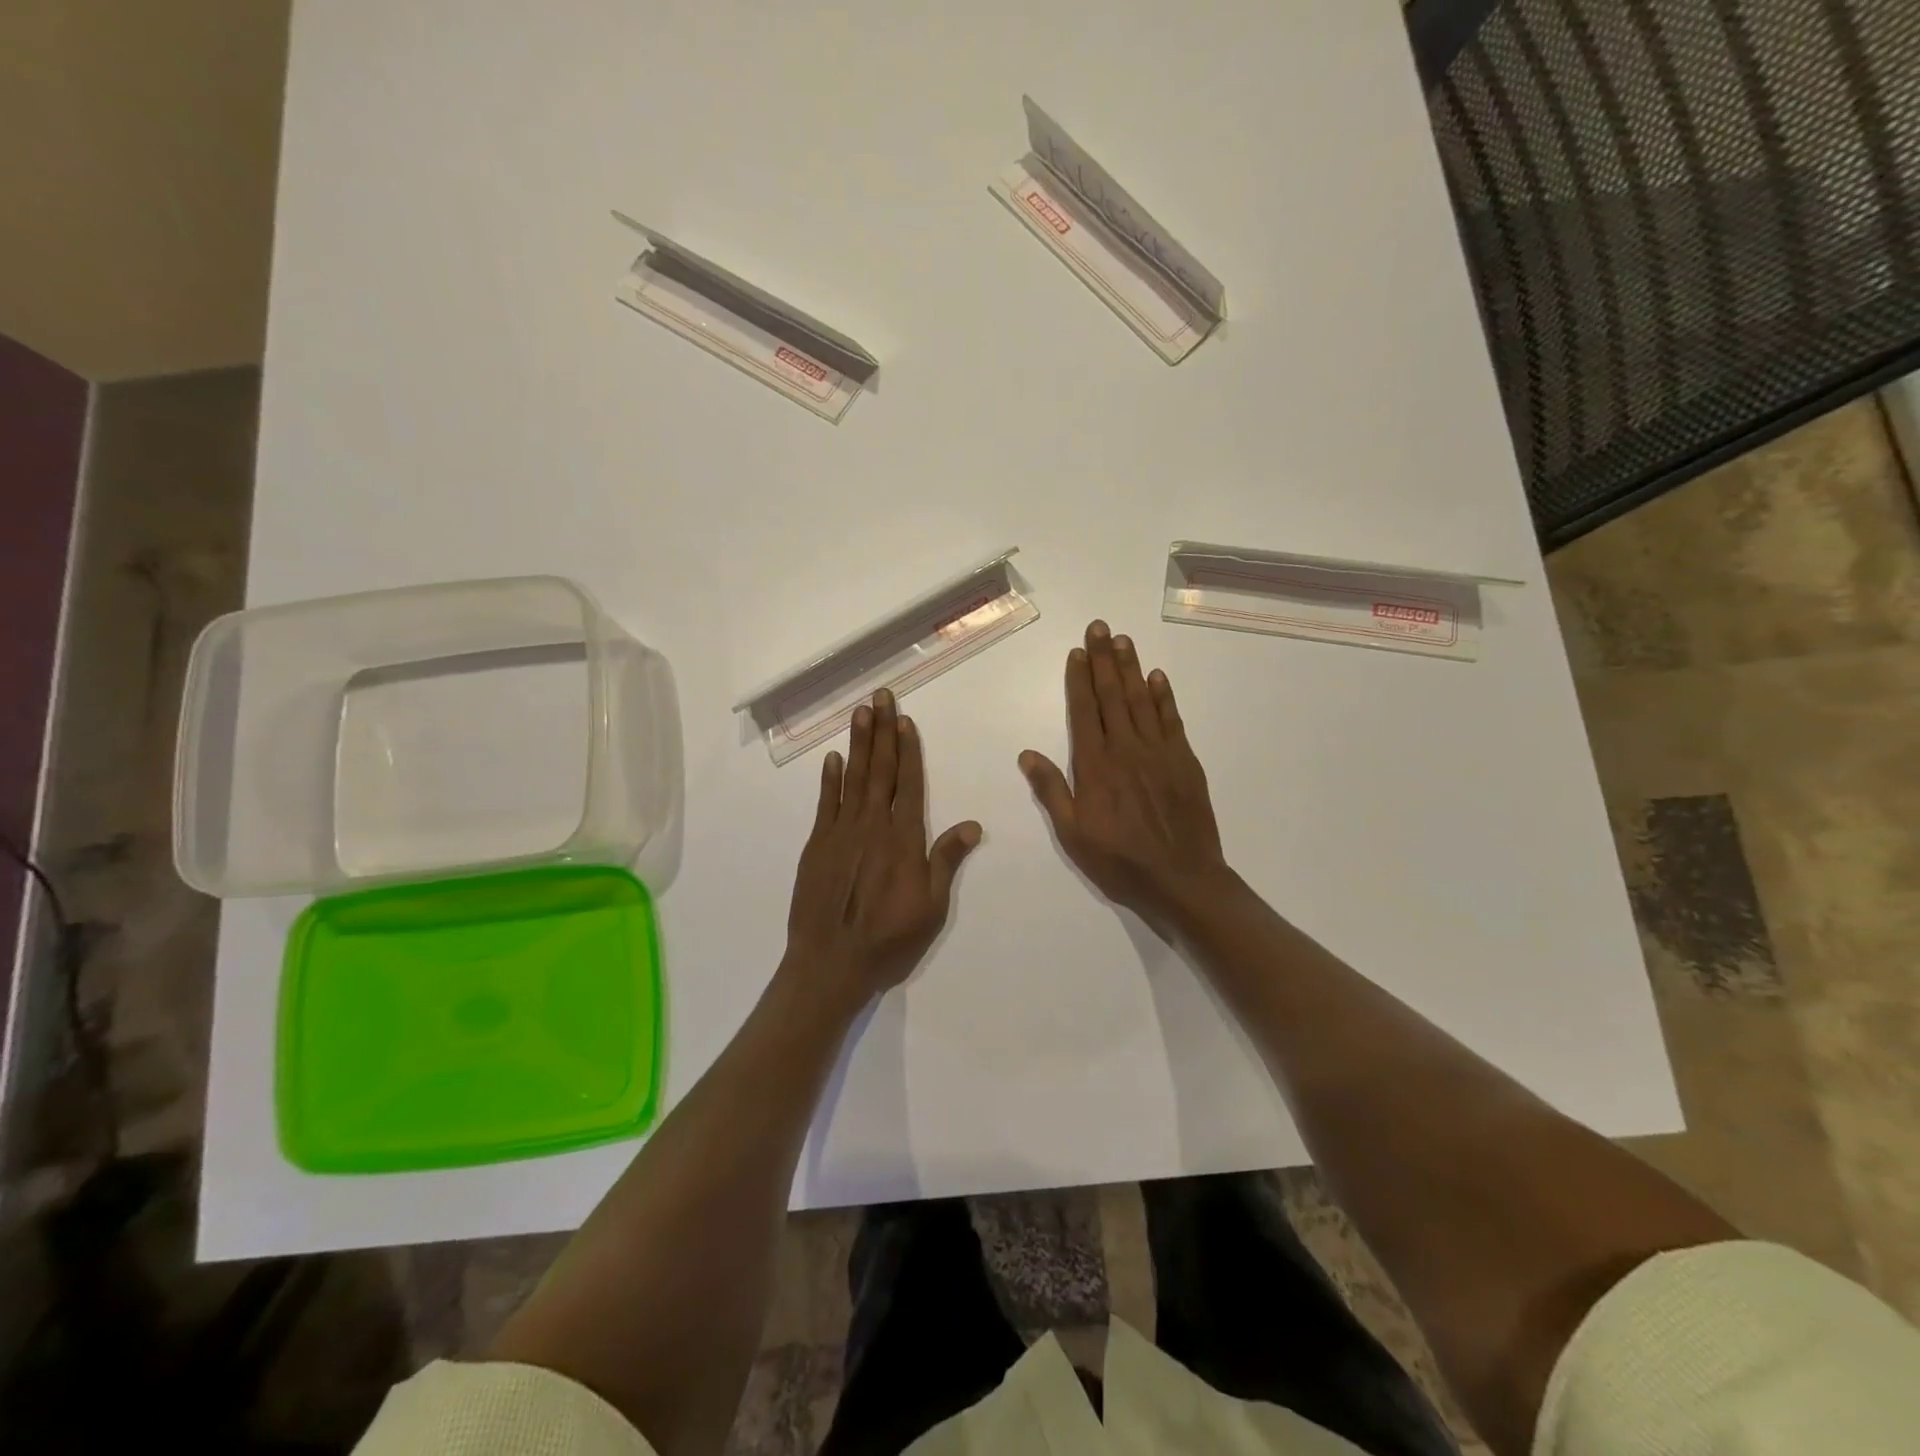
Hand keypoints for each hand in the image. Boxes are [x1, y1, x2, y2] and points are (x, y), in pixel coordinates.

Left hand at [786, 688, 981, 1002]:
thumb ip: (946, 861)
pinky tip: (832, 758)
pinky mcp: (816, 846)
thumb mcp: (931, 908)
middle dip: (882, 731)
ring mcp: (840, 833)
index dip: (908, 750)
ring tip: (861, 713)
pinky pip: (825, 804)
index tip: (906, 720)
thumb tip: (973, 825)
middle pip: (879, 770)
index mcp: (903, 839)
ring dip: (858, 744)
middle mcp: (872, 826)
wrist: (830, 965)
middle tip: (882, 697)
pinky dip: (829, 779)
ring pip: (852, 778)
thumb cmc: (889, 941)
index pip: (908, 784)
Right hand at [1019, 621, 1227, 932]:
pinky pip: (1172, 720)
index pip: (1084, 712)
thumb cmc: (1119, 862)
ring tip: (1123, 640)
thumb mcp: (1073, 835)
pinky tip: (1157, 677)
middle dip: (1104, 659)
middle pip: (1112, 696)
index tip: (1077, 652)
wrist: (1182, 880)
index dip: (1079, 680)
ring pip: (1142, 700)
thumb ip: (1051, 791)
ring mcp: (1159, 753)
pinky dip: (1164, 696)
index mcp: (1095, 766)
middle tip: (1100, 627)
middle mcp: (1126, 749)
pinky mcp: (1185, 761)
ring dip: (1131, 668)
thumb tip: (1027, 754)